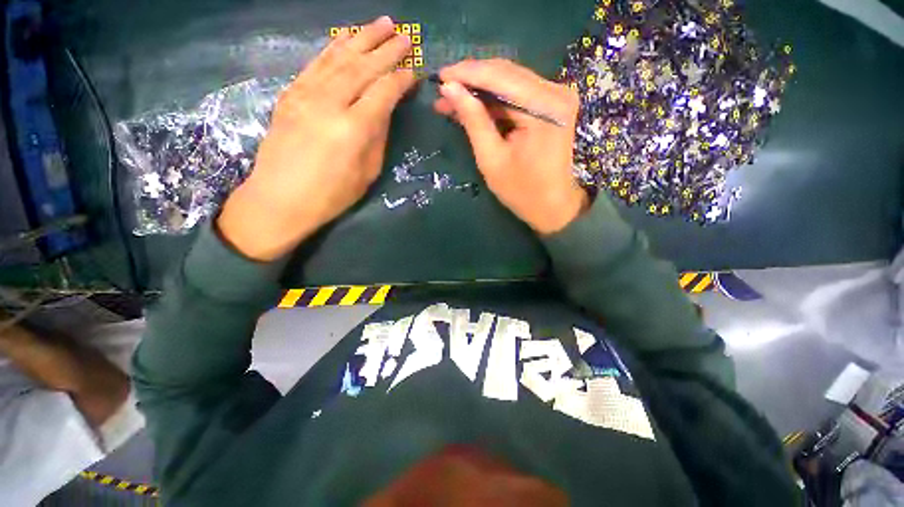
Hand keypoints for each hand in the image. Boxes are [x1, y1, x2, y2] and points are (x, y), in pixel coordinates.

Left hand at [219, 16, 415, 260]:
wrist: (280, 199)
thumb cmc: (331, 195)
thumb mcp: (367, 172)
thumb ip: (378, 137)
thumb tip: (385, 109)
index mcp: (353, 128)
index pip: (384, 91)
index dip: (402, 79)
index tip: (415, 70)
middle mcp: (330, 103)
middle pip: (363, 67)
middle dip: (387, 49)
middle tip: (405, 34)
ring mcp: (306, 94)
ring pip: (339, 58)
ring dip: (362, 38)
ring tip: (381, 23)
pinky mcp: (291, 94)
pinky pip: (316, 64)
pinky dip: (334, 48)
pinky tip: (345, 39)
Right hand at [433, 59, 588, 234]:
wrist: (552, 206)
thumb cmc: (522, 191)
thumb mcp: (491, 159)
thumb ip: (473, 121)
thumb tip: (449, 89)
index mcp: (544, 107)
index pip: (500, 77)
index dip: (466, 74)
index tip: (439, 77)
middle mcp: (556, 92)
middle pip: (506, 73)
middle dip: (471, 81)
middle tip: (443, 91)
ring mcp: (556, 96)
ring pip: (510, 80)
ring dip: (480, 90)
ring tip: (452, 100)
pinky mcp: (552, 104)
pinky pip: (518, 93)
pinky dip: (495, 99)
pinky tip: (474, 106)